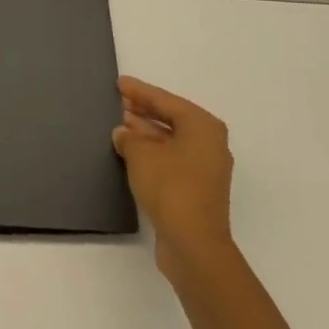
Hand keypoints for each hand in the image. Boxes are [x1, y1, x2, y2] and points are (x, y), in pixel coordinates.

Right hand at [112, 76, 236, 276]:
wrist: (194, 246)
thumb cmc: (170, 188)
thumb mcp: (141, 155)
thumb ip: (129, 137)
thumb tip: (123, 133)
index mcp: (202, 126)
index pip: (165, 100)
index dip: (140, 91)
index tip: (120, 83)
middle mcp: (210, 143)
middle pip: (172, 118)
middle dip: (144, 111)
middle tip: (119, 102)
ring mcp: (206, 168)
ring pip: (172, 140)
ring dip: (147, 133)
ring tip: (120, 125)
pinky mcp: (198, 190)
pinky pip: (173, 159)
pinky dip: (154, 153)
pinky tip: (131, 153)